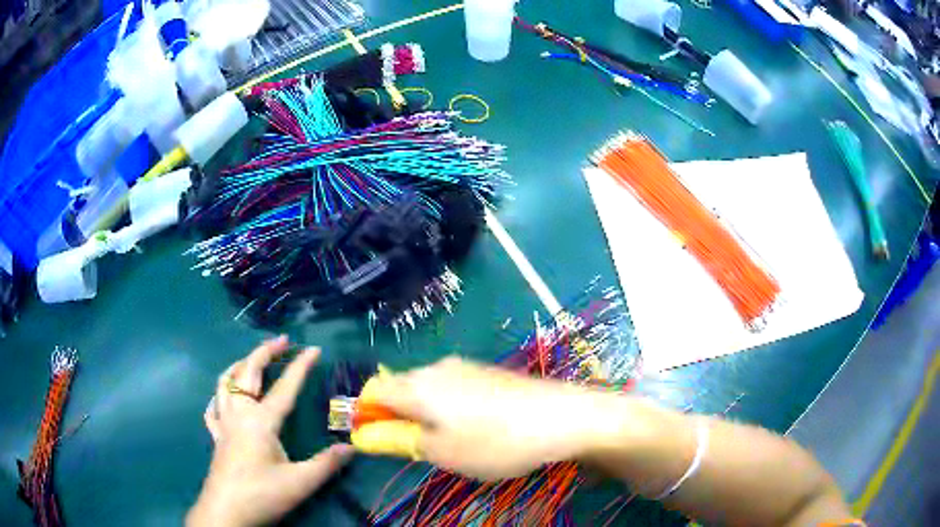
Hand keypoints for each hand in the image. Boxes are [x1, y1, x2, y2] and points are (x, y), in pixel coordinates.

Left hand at [187, 337, 353, 526]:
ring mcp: (224, 424)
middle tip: (282, 341)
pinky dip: (219, 396)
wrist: (226, 512)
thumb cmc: (261, 495)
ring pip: (225, 383)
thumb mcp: (300, 483)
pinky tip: (224, 399)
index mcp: (261, 421)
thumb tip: (352, 447)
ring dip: (239, 366)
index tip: (314, 349)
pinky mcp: (216, 437)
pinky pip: (213, 408)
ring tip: (251, 360)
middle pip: (248, 372)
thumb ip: (326, 464)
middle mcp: (239, 414)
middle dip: (265, 352)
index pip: (284, 388)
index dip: (300, 367)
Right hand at [356, 357, 601, 480]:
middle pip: (400, 388)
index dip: (367, 415)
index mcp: (417, 386)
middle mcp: (436, 368)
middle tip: (421, 447)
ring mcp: (465, 367)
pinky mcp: (488, 372)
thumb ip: (399, 440)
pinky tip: (478, 427)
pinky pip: (453, 388)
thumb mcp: (441, 452)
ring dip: (425, 414)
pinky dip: (450, 408)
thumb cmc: (495, 442)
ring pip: (428, 389)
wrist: (561, 416)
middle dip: (399, 417)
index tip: (381, 440)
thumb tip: (366, 433)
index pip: (373, 392)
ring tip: (453, 441)